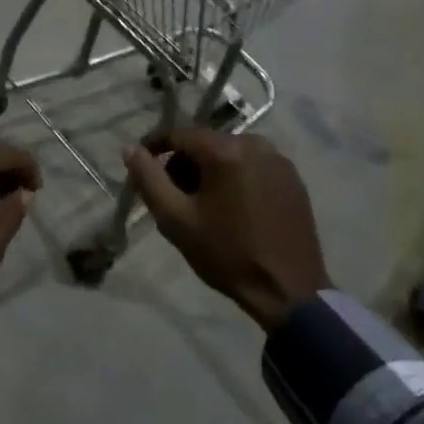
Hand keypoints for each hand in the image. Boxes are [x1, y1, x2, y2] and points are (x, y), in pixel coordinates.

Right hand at [123, 130, 329, 331]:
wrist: (287, 289)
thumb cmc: (226, 253)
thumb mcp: (176, 219)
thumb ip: (148, 179)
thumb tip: (130, 149)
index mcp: (226, 150)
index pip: (179, 135)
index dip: (155, 148)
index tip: (141, 169)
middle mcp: (256, 144)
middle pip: (206, 144)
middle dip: (184, 165)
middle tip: (173, 199)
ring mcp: (279, 161)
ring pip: (230, 155)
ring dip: (210, 173)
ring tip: (203, 208)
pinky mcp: (293, 179)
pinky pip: (253, 167)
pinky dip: (235, 179)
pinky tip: (232, 210)